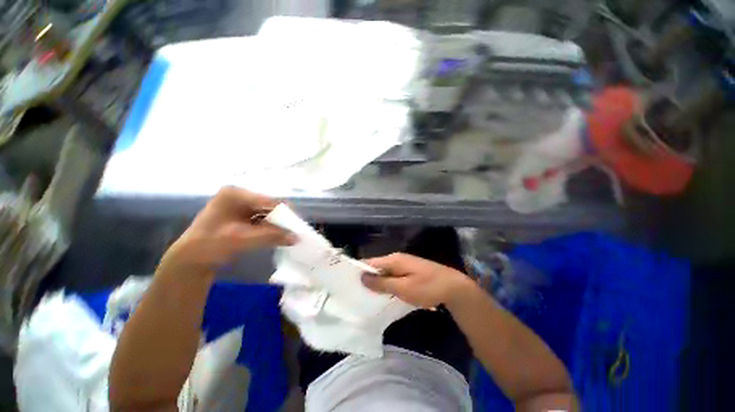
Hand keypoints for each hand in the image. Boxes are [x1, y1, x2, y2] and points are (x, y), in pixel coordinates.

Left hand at [164, 187, 295, 272]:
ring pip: (267, 213)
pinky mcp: (241, 215)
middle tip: (294, 231)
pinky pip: (261, 219)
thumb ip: (272, 236)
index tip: (297, 226)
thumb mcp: (243, 239)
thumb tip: (297, 237)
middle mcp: (239, 195)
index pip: (269, 201)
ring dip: (277, 224)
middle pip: (269, 206)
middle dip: (282, 219)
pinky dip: (270, 227)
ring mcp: (240, 205)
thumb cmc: (211, 245)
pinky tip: (277, 235)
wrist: (190, 260)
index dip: (285, 213)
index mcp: (236, 194)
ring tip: (288, 235)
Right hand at [361, 253, 474, 308]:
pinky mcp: (409, 271)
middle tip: (356, 293)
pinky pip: (392, 276)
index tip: (348, 284)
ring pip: (384, 272)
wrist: (453, 287)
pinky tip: (383, 295)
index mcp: (393, 260)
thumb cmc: (427, 287)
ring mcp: (404, 264)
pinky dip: (386, 284)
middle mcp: (396, 259)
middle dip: (367, 278)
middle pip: (376, 267)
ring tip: (366, 296)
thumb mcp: (403, 288)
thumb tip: (362, 277)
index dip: (359, 271)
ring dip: (377, 282)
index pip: (369, 262)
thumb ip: (382, 283)